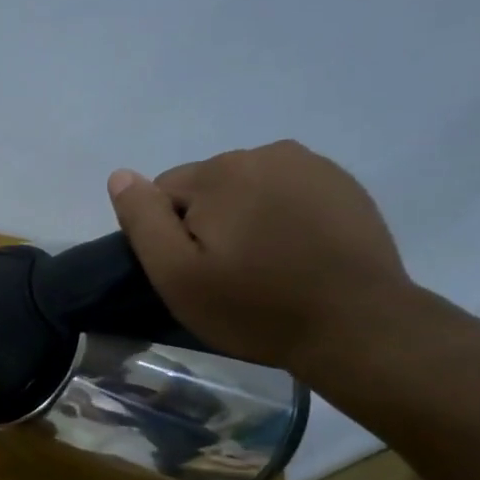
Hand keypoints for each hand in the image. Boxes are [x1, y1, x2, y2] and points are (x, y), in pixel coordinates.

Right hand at [107, 140, 413, 373]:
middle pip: (207, 187)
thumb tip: (121, 175)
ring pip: (248, 188)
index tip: (194, 271)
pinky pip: (287, 192)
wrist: (358, 326)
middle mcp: (266, 152)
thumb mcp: (177, 275)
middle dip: (207, 223)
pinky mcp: (343, 184)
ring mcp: (311, 165)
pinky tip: (296, 254)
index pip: (163, 192)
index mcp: (220, 171)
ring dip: (244, 217)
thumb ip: (143, 220)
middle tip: (228, 273)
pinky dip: (281, 216)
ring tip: (265, 264)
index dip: (169, 235)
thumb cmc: (255, 307)